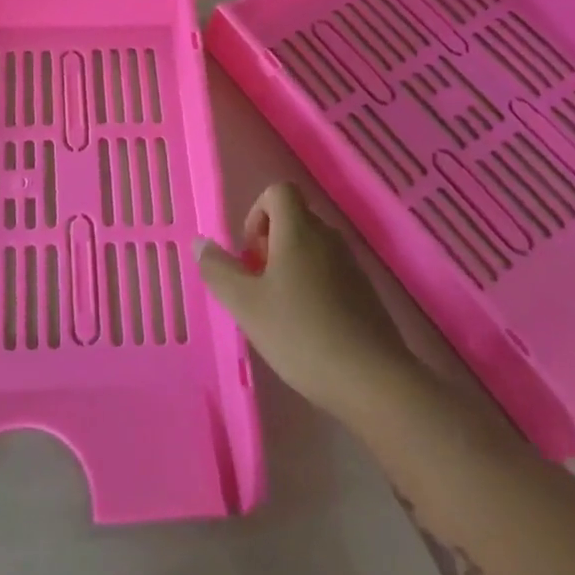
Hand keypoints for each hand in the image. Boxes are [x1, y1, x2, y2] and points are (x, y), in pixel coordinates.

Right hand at [197, 183, 411, 419]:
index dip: (256, 212)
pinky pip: (330, 273)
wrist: (374, 382)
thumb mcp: (245, 304)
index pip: (278, 191)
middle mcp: (328, 239)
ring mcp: (352, 266)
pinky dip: (312, 287)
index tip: (249, 251)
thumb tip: (200, 243)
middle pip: (294, 219)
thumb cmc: (301, 334)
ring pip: (312, 248)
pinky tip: (307, 328)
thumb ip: (218, 270)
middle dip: (269, 244)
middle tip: (257, 285)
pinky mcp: (366, 295)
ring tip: (279, 310)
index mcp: (299, 231)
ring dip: (289, 267)